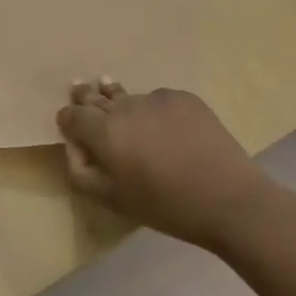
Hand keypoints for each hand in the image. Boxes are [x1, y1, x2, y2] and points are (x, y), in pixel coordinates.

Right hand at [56, 80, 258, 247]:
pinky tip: (162, 125)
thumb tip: (73, 145)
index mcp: (103, 131)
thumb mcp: (111, 199)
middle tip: (80, 89)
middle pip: (96, 95)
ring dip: (118, 100)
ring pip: (128, 97)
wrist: (228, 199)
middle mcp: (125, 106)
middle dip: (85, 96)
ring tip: (111, 92)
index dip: (67, 118)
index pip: (72, 114)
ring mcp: (156, 98)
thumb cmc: (164, 206)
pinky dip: (153, 110)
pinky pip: (157, 100)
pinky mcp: (183, 98)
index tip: (68, 124)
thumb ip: (80, 170)